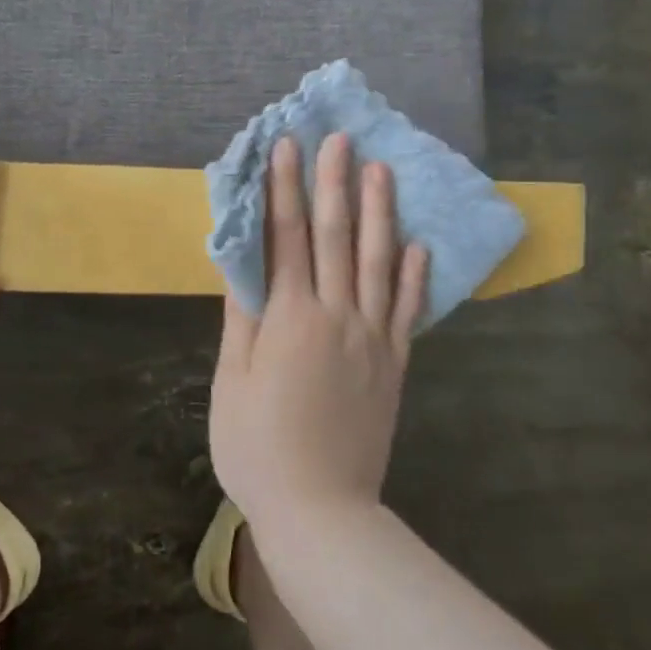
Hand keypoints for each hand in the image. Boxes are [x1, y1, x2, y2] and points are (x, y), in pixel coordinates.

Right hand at [209, 133, 428, 531]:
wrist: (321, 510)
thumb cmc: (258, 447)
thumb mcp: (231, 381)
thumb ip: (242, 317)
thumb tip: (243, 263)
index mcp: (289, 318)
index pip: (286, 237)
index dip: (284, 189)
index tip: (287, 147)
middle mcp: (336, 315)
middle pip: (336, 237)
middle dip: (334, 183)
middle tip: (339, 139)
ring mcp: (373, 338)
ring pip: (380, 262)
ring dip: (380, 213)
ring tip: (382, 171)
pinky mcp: (395, 363)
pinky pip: (408, 310)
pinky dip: (415, 275)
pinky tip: (420, 245)